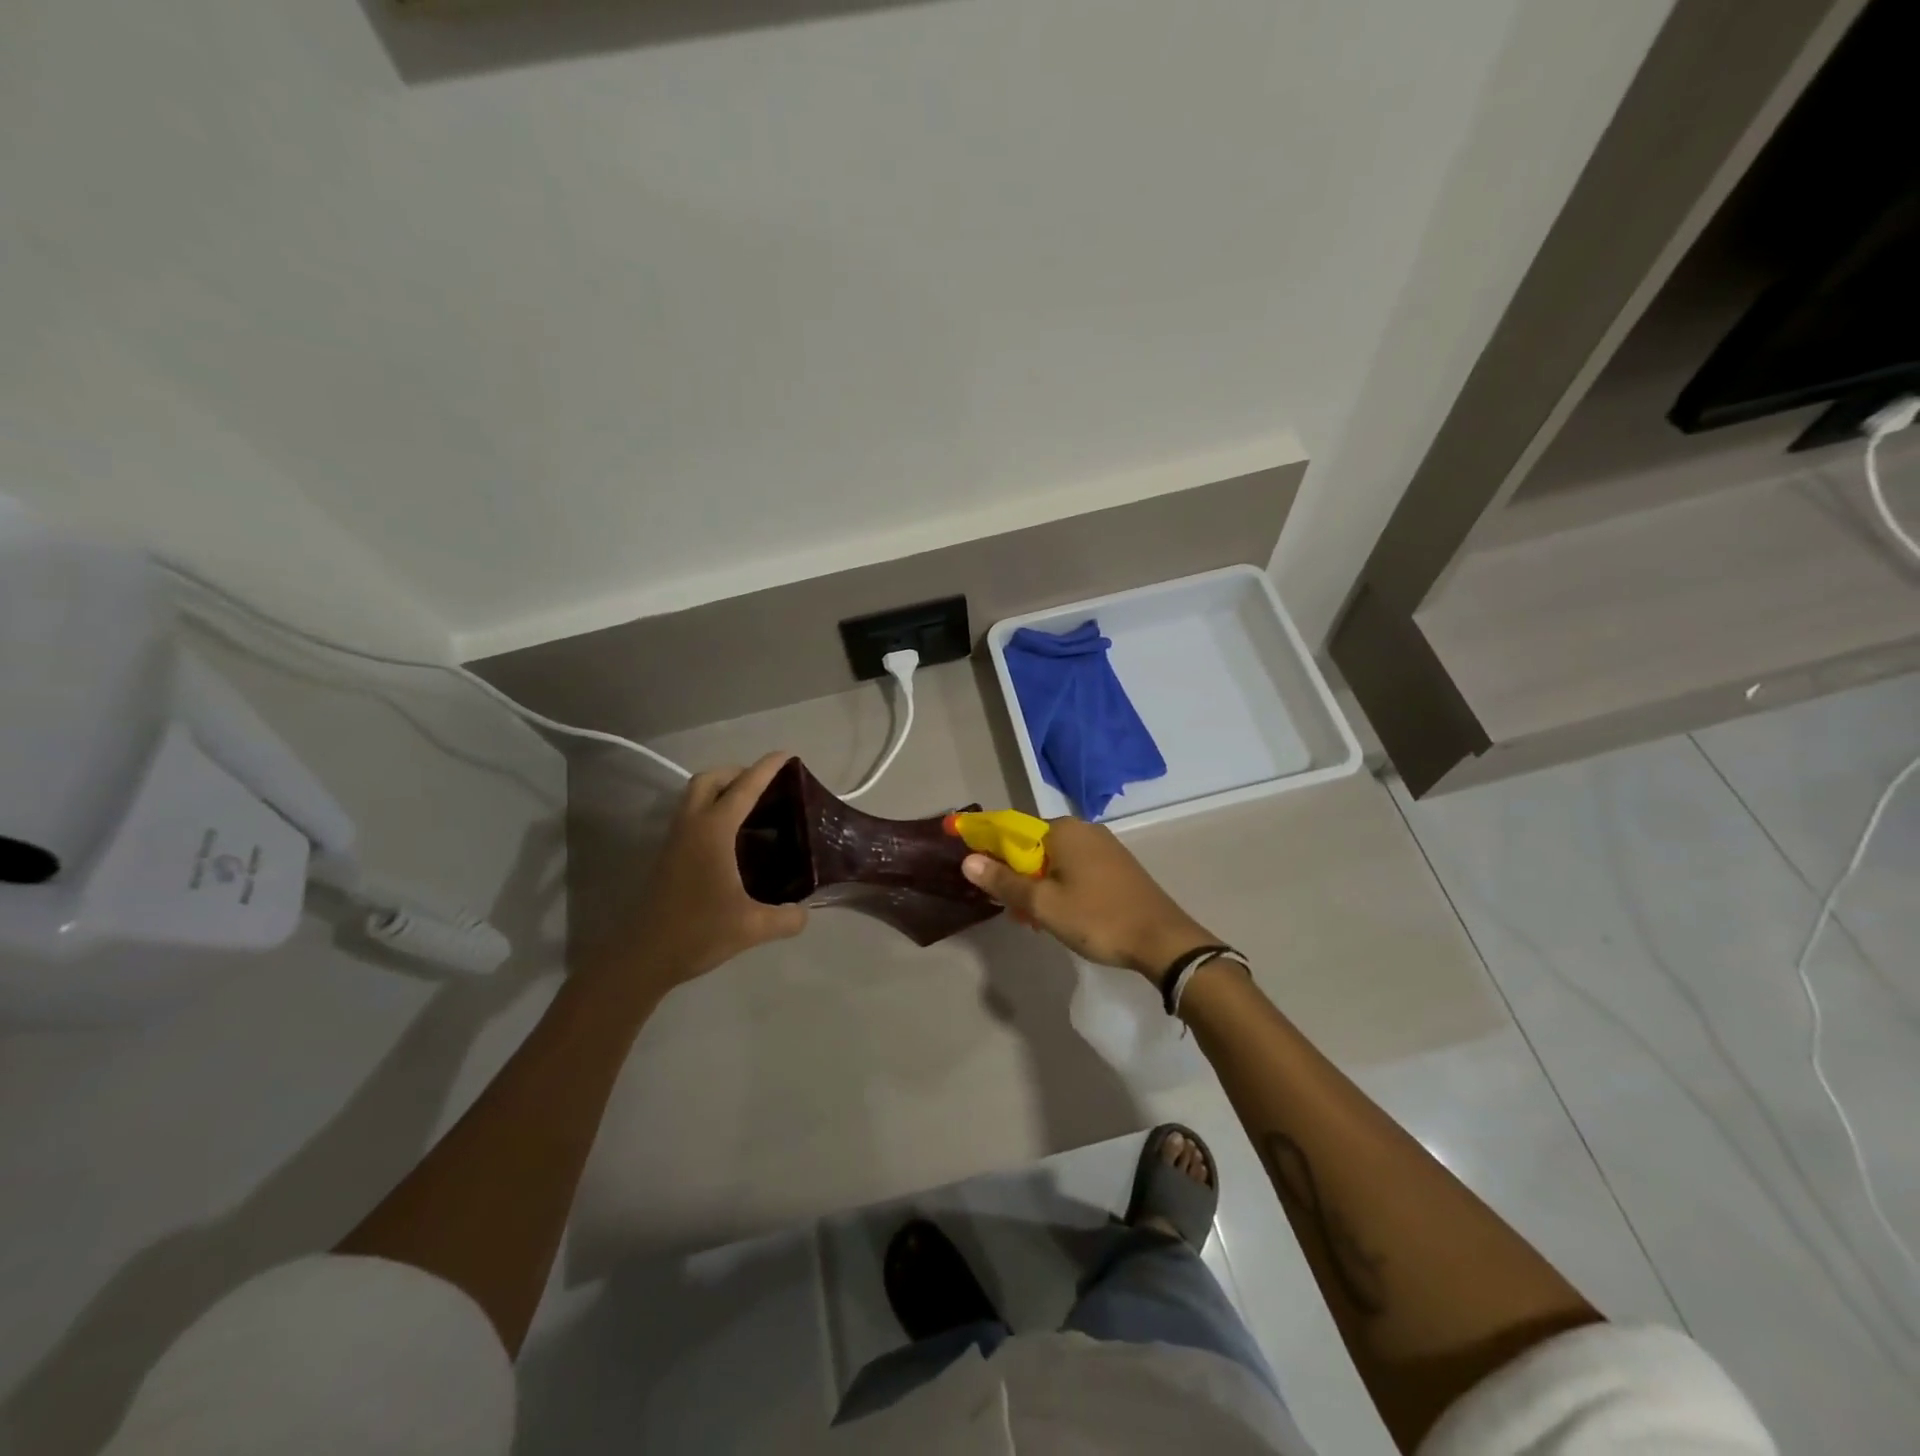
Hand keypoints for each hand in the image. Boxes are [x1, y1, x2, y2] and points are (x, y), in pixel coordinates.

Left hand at [629, 753, 808, 985]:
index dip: (766, 769)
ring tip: (749, 807)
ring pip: (694, 797)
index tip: (786, 755)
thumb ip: (786, 918)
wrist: (642, 957)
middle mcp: (691, 827)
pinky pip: (690, 816)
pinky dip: (710, 810)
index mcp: (713, 831)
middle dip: (736, 772)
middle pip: (708, 780)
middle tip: (763, 784)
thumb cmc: (697, 932)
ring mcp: (674, 841)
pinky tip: (730, 838)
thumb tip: (805, 913)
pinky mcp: (667, 857)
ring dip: (719, 790)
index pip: (744, 788)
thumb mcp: (752, 928)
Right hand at [961, 818, 1216, 984]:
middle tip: (1018, 913)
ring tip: (1039, 921)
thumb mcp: (1043, 904)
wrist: (1162, 940)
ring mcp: (1104, 846)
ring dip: (1040, 887)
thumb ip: (1003, 881)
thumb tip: (967, 860)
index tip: (980, 876)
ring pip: (1055, 861)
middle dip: (1018, 876)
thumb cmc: (1096, 918)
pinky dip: (1062, 888)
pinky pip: (1076, 869)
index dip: (990, 850)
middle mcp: (1083, 829)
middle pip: (1034, 846)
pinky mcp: (1118, 866)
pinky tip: (1065, 916)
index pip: (1011, 829)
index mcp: (1062, 830)